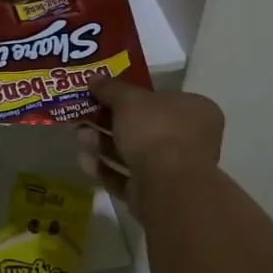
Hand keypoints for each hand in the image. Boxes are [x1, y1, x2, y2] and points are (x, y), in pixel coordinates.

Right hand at [76, 76, 223, 209]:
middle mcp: (189, 139)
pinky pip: (127, 177)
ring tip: (77, 135)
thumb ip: (111, 89)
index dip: (131, 95)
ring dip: (103, 144)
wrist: (167, 187)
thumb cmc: (155, 131)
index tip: (104, 94)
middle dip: (109, 121)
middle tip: (83, 115)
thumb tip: (94, 78)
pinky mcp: (156, 195)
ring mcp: (174, 170)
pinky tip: (82, 160)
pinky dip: (105, 168)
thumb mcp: (129, 100)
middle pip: (143, 126)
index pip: (161, 98)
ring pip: (133, 153)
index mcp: (194, 110)